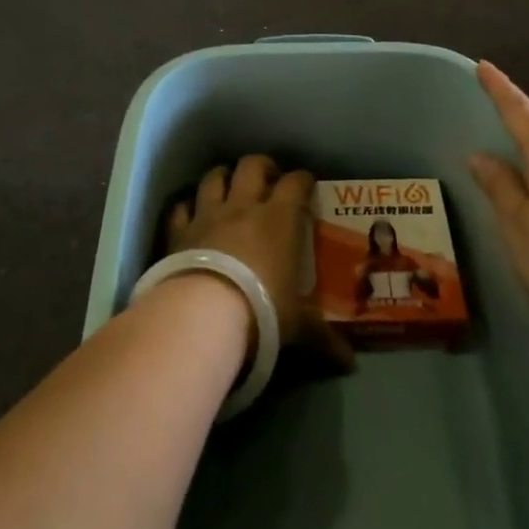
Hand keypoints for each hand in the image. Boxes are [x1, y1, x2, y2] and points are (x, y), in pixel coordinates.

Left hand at [165, 156, 353, 369]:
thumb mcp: (298, 326)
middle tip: (269, 177)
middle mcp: (243, 206)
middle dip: (262, 166)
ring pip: (213, 177)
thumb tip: (350, 362)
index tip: (308, 183)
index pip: (296, 183)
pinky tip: (190, 213)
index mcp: (279, 219)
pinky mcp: (179, 230)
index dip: (303, 179)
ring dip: (222, 176)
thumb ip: (322, 337)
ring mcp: (207, 215)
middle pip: (252, 166)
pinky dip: (186, 207)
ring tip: (228, 184)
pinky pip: (180, 207)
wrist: (204, 313)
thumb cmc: (262, 311)